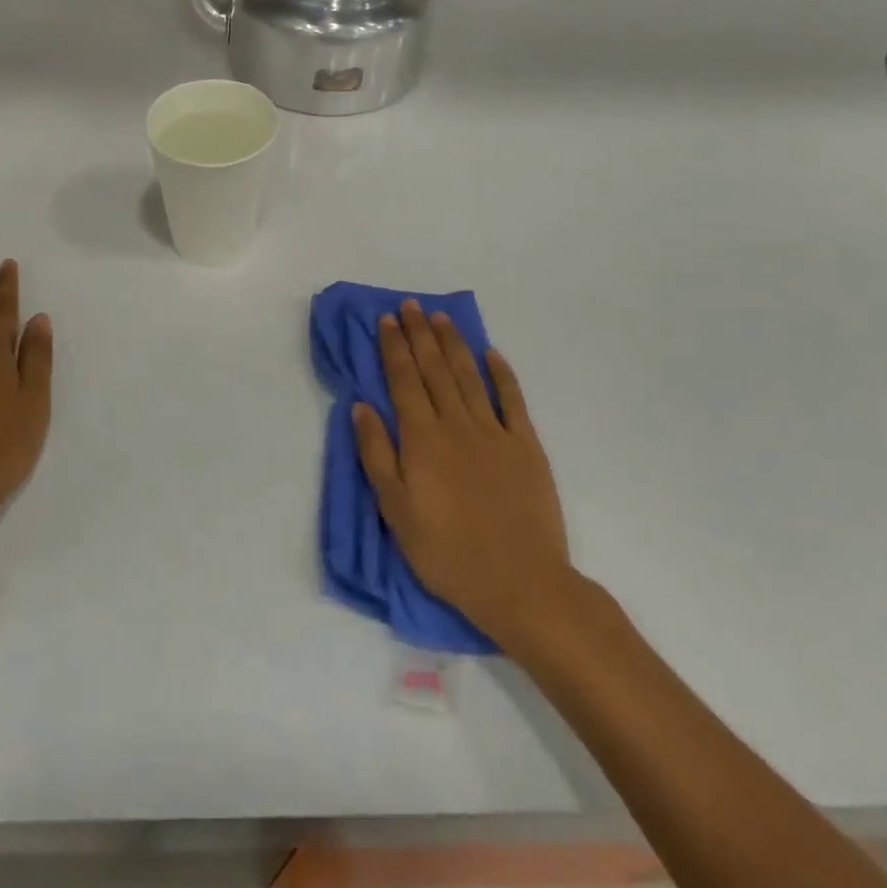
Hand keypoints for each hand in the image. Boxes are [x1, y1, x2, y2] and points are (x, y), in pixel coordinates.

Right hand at [354, 300, 576, 648]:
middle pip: (434, 369)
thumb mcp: (395, 510)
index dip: (393, 347)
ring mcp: (494, 432)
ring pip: (468, 376)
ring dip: (453, 344)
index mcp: (422, 438)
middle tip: (410, 305)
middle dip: (419, 334)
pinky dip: (501, 374)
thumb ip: (376, 454)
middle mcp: (456, 424)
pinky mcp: (526, 446)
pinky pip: (512, 400)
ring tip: (441, 318)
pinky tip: (491, 354)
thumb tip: (361, 406)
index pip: (404, 381)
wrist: (519, 582)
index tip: (386, 319)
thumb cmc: (446, 551)